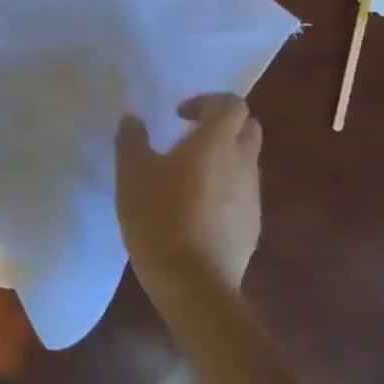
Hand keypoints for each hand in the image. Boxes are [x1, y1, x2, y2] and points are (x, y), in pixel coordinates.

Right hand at [115, 94, 262, 290]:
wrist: (192, 282)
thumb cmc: (158, 216)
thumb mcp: (131, 172)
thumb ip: (132, 139)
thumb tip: (134, 119)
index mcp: (215, 143)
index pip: (231, 104)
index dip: (207, 101)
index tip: (179, 115)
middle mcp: (242, 163)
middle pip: (248, 129)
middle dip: (223, 125)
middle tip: (189, 136)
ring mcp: (251, 197)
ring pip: (247, 162)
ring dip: (224, 157)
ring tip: (188, 175)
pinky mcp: (252, 226)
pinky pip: (243, 192)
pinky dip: (225, 188)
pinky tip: (196, 208)